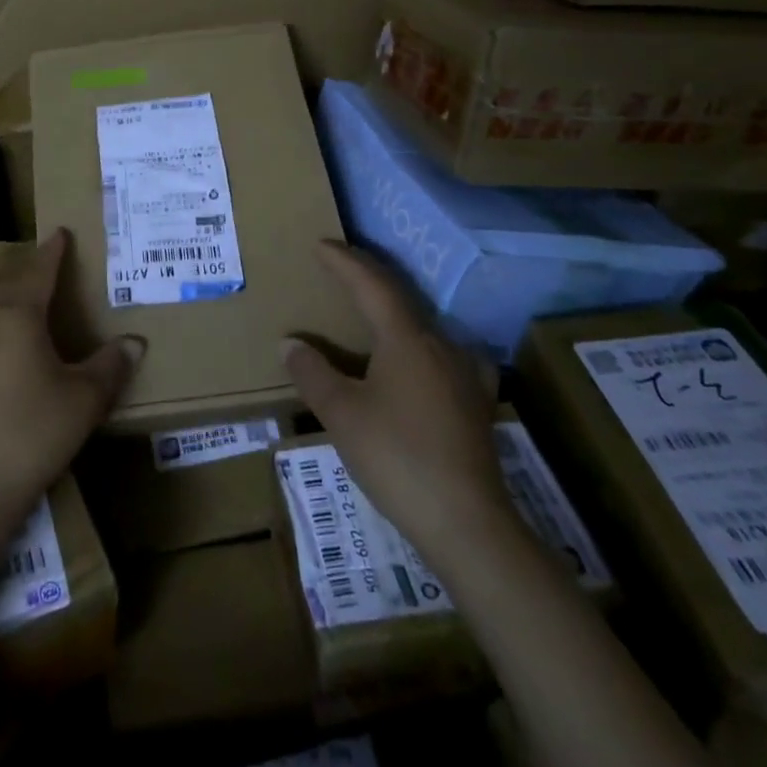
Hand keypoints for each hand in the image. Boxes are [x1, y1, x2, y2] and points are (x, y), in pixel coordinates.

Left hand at [0, 230, 141, 546]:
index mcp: (19, 318)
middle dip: (17, 267)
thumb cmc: (32, 438)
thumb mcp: (83, 402)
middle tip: (28, 256)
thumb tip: (136, 342)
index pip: (39, 273)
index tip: (59, 234)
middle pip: (1, 285)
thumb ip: (109, 367)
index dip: (51, 253)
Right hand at [282, 242, 511, 573]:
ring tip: (374, 310)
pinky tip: (425, 360)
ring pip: (423, 326)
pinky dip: (421, 344)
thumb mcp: (342, 414)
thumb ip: (313, 373)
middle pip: (400, 298)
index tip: (321, 244)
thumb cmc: (397, 457)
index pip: (370, 284)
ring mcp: (464, 373)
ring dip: (395, 310)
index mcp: (405, 338)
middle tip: (341, 266)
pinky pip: (443, 354)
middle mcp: (439, 344)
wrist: (468, 523)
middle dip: (368, 279)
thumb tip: (291, 342)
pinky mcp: (475, 403)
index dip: (344, 262)